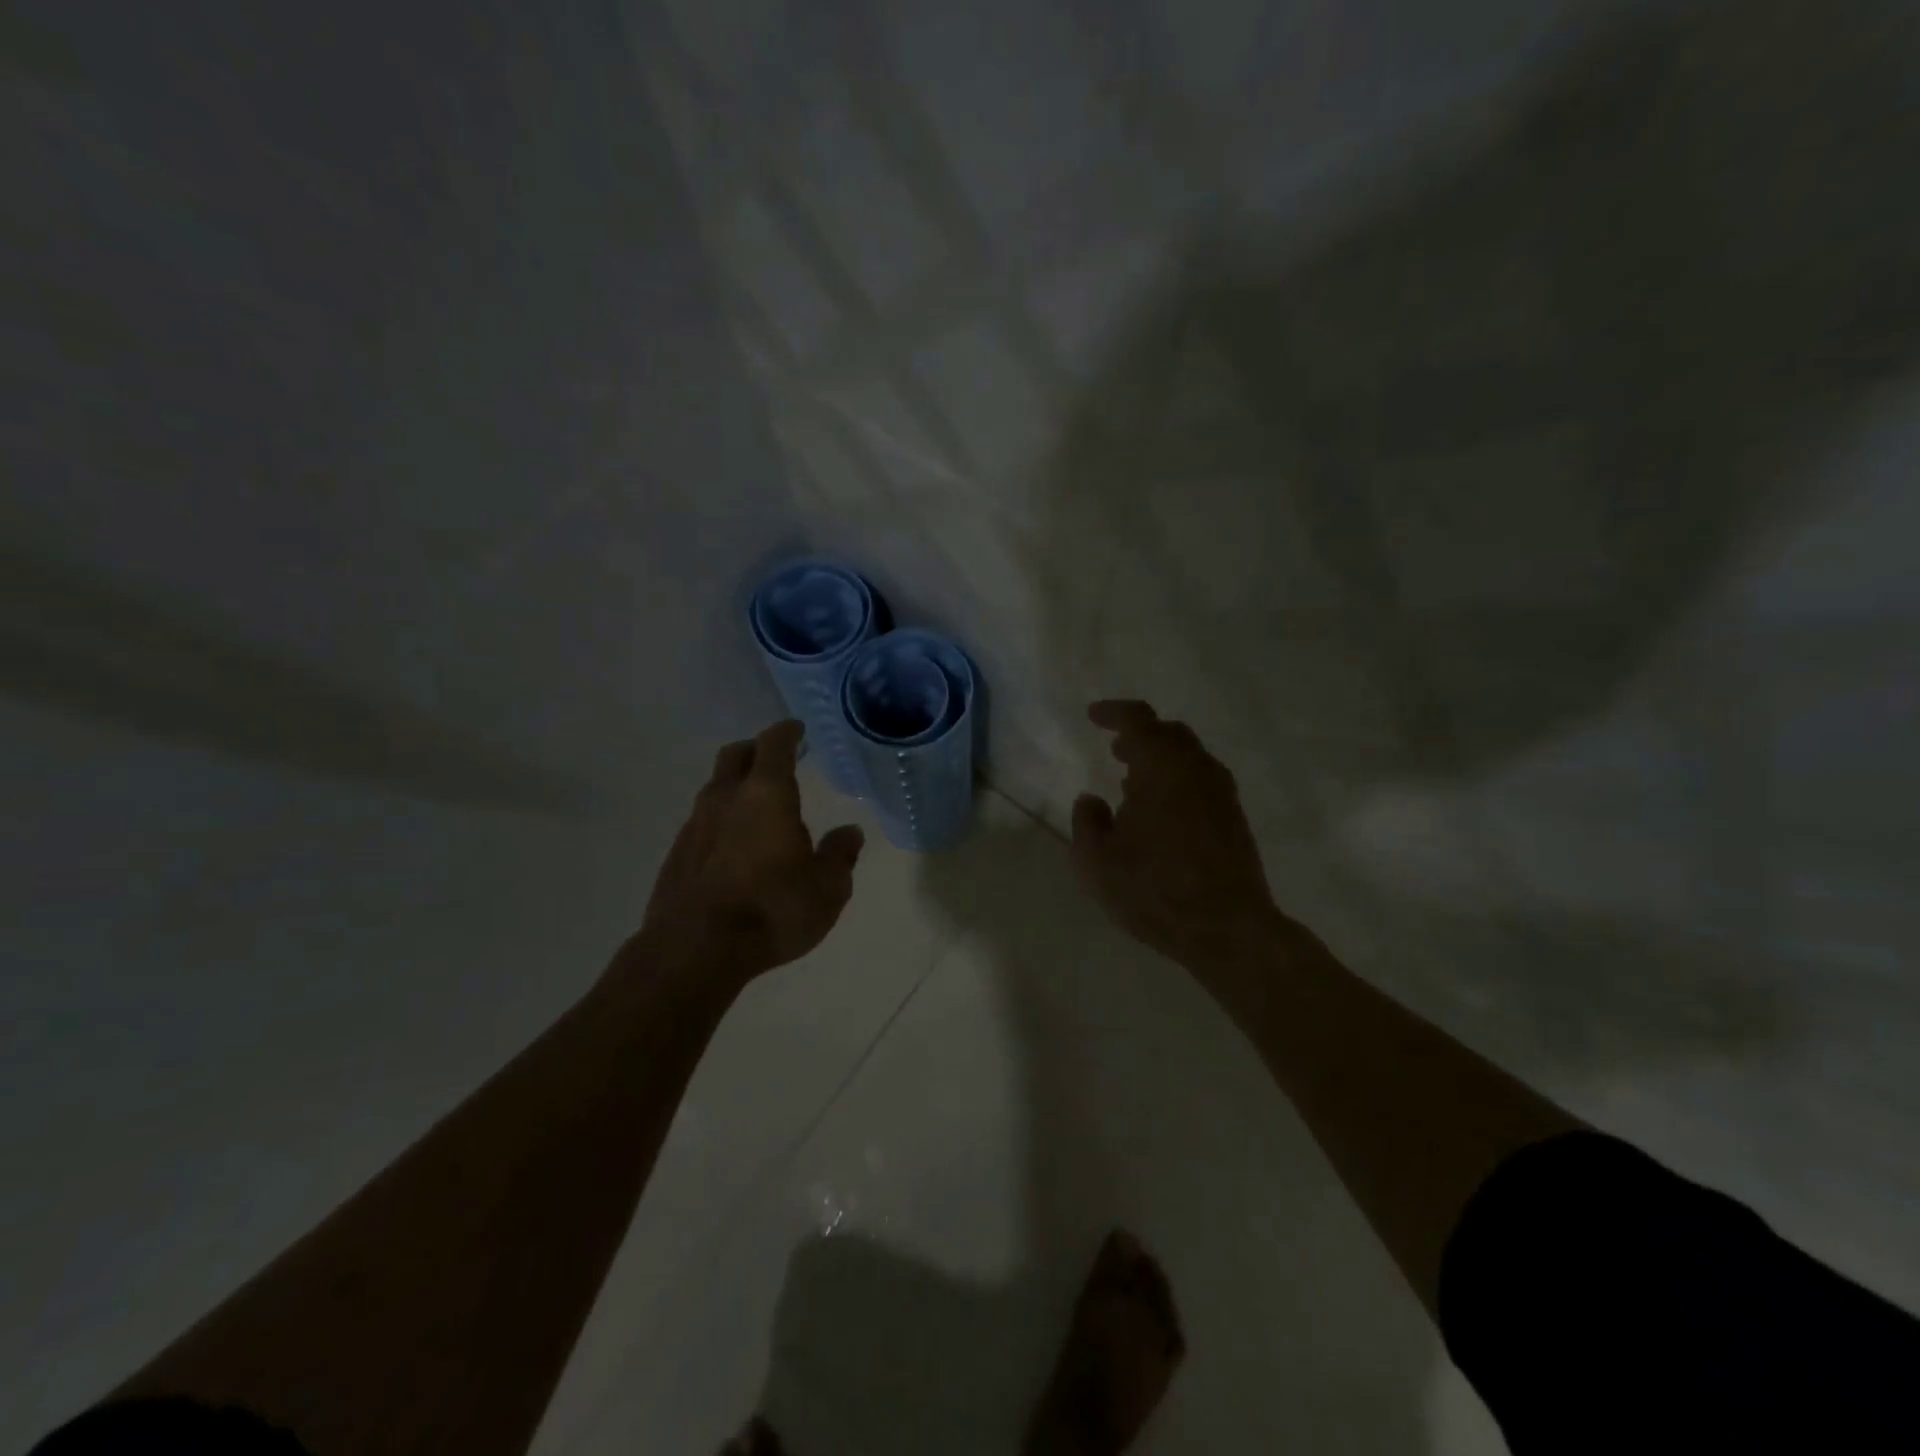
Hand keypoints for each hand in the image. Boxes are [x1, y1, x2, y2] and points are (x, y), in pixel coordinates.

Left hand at [635, 720, 864, 984]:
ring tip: (755, 807)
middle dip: (755, 750)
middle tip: (774, 759)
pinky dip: (719, 821)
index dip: (787, 732)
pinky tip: (732, 846)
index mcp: (766, 794)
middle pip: (735, 755)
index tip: (797, 730)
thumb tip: (850, 832)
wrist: (695, 950)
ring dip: (734, 787)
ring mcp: (694, 825)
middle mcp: (726, 799)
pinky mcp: (676, 855)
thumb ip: (840, 855)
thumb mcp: (827, 888)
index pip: (774, 744)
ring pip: (714, 788)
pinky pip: (701, 823)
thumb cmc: (773, 909)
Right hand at [1072, 701, 1284, 973]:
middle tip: (1116, 749)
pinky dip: (1176, 781)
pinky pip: (1201, 782)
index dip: (1114, 713)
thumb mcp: (1097, 861)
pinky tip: (1159, 812)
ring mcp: (1222, 795)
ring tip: (1132, 783)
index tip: (1093, 716)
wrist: (1227, 929)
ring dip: (1160, 760)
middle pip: (1169, 734)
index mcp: (1164, 768)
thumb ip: (1087, 822)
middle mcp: (1198, 770)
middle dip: (1140, 736)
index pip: (1139, 720)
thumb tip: (1091, 800)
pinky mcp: (1234, 820)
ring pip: (1189, 758)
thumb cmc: (1155, 890)